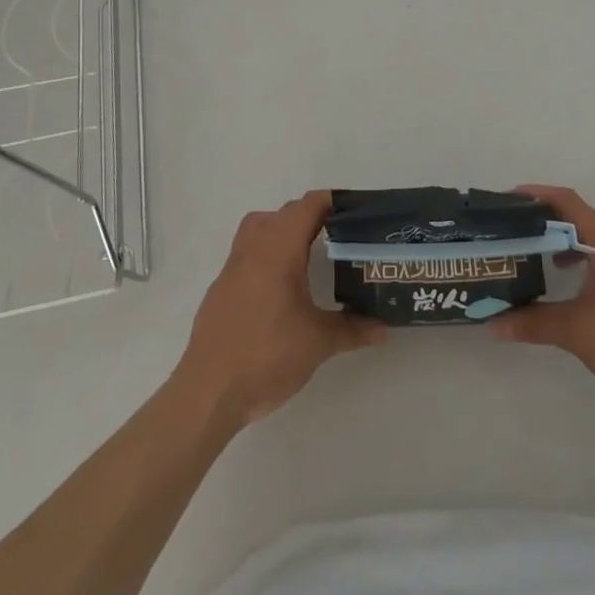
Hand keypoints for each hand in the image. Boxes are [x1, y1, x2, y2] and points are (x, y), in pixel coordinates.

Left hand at [175, 192, 385, 429]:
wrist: (209, 391)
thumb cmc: (267, 356)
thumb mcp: (318, 343)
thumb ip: (353, 329)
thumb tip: (384, 328)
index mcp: (279, 249)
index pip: (307, 206)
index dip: (331, 202)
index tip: (354, 213)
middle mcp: (253, 248)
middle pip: (284, 213)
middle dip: (311, 217)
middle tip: (338, 236)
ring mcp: (232, 267)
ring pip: (259, 228)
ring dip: (283, 230)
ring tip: (306, 254)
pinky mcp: (220, 288)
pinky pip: (246, 253)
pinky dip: (265, 255)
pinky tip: (279, 288)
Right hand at [490, 185, 594, 418]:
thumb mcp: (576, 334)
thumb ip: (532, 323)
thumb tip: (492, 324)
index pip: (569, 202)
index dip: (539, 194)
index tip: (512, 199)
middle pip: (589, 220)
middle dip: (558, 225)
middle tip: (530, 238)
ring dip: (581, 246)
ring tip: (557, 269)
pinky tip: (590, 296)